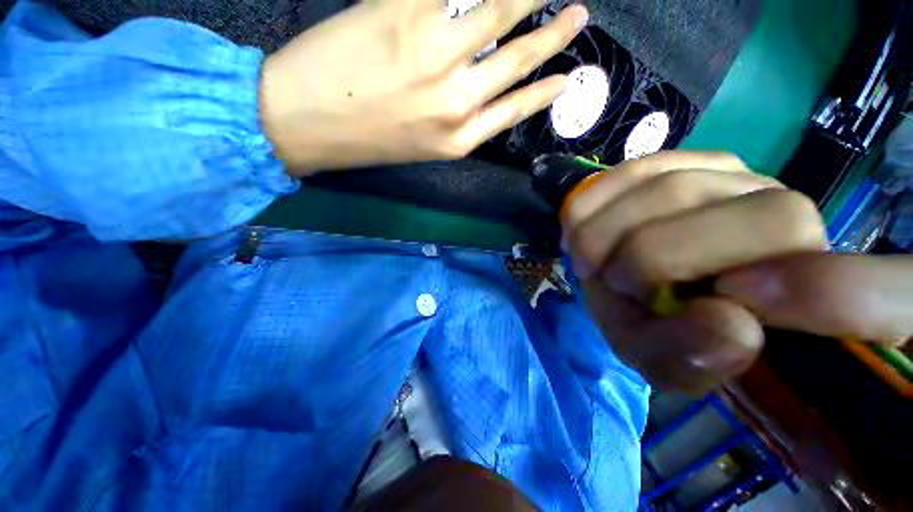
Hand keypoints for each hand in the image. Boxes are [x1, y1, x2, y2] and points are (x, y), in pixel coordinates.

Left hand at [259, 0, 587, 173]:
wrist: (307, 124)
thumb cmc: (367, 141)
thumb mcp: (424, 147)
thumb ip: (459, 120)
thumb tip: (486, 86)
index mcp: (460, 139)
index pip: (517, 108)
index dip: (546, 90)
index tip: (566, 75)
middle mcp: (457, 100)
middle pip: (518, 58)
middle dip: (553, 34)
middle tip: (578, 14)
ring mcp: (433, 53)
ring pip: (496, 10)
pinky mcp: (400, 11)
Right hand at [562, 151, 911, 392]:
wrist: (628, 285)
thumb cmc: (653, 327)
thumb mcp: (663, 362)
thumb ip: (691, 359)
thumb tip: (732, 323)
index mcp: (820, 294)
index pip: (880, 290)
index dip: (829, 299)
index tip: (732, 317)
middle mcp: (798, 219)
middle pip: (759, 220)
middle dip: (652, 259)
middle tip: (608, 284)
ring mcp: (742, 178)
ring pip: (674, 188)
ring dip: (610, 232)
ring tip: (587, 261)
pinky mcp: (687, 161)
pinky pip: (638, 168)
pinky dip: (596, 202)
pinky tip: (579, 229)